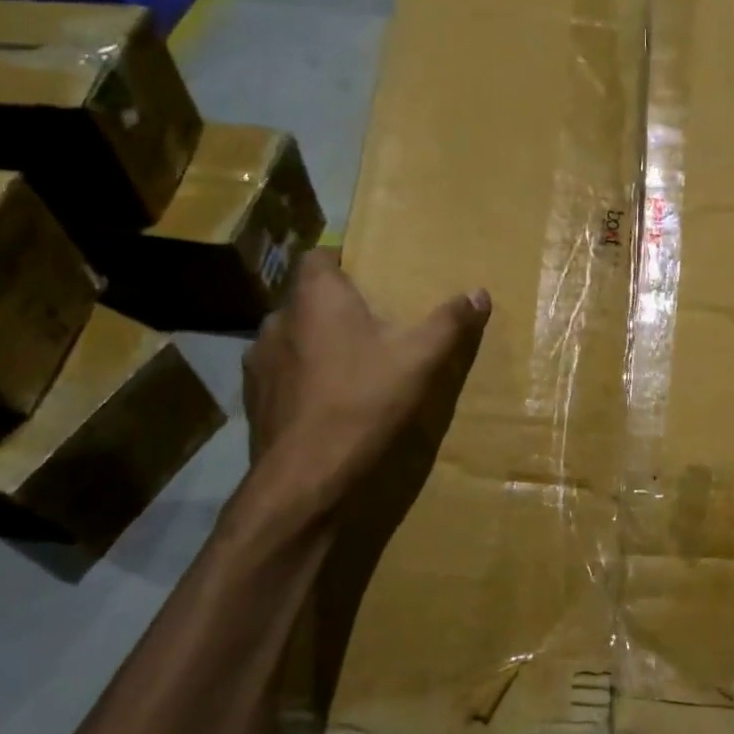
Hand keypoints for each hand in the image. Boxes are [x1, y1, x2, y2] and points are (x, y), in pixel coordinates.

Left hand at [234, 250, 489, 535]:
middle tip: (374, 325)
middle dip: (337, 308)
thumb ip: (449, 323)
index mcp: (315, 298)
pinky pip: (283, 374)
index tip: (371, 279)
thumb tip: (479, 293)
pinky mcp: (254, 398)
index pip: (319, 256)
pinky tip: (327, 402)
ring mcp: (259, 360)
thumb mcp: (420, 360)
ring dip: (317, 344)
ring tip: (351, 365)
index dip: (343, 262)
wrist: (306, 477)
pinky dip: (302, 378)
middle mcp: (279, 319)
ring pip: (293, 337)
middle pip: (308, 299)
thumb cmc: (363, 402)